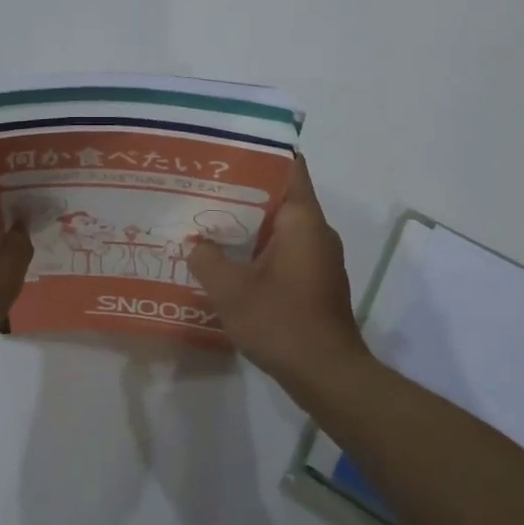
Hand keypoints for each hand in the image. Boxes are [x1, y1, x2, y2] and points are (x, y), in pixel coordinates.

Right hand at [191, 153, 366, 387]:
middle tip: (204, 186)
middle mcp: (316, 231)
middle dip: (244, 190)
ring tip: (209, 220)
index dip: (261, 152)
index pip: (290, 166)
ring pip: (281, 225)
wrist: (328, 376)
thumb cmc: (282, 322)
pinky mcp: (315, 280)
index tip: (229, 149)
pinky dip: (259, 248)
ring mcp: (319, 257)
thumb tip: (195, 244)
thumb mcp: (231, 290)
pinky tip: (229, 259)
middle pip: (280, 195)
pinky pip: (285, 249)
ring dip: (249, 223)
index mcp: (302, 219)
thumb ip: (207, 260)